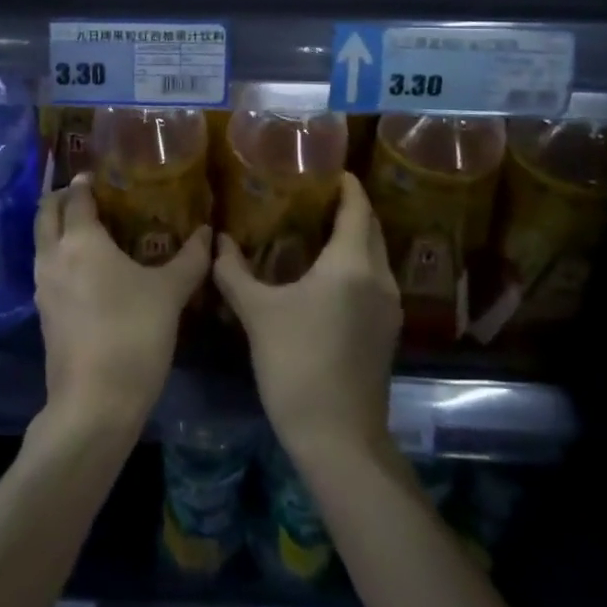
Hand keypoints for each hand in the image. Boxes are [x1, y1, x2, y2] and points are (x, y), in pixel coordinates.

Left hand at [34, 174, 210, 437]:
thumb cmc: (133, 335)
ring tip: (86, 228)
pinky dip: (58, 255)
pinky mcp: (42, 313)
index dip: (83, 183)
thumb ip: (190, 259)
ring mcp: (42, 286)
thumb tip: (209, 232)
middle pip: (46, 213)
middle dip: (61, 198)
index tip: (96, 175)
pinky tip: (84, 269)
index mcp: (80, 240)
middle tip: (85, 194)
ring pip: (41, 241)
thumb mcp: (169, 294)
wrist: (94, 403)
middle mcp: (53, 255)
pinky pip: (46, 268)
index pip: (75, 197)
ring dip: (56, 227)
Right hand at [213, 173, 399, 464]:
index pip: (357, 208)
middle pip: (371, 229)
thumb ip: (234, 271)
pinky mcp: (386, 333)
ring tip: (316, 228)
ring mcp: (389, 309)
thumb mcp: (257, 313)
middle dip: (349, 207)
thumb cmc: (296, 363)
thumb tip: (217, 241)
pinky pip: (373, 281)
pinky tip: (325, 274)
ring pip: (375, 256)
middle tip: (314, 193)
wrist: (338, 439)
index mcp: (352, 265)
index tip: (328, 167)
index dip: (347, 184)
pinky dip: (355, 264)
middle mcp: (378, 279)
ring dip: (353, 237)